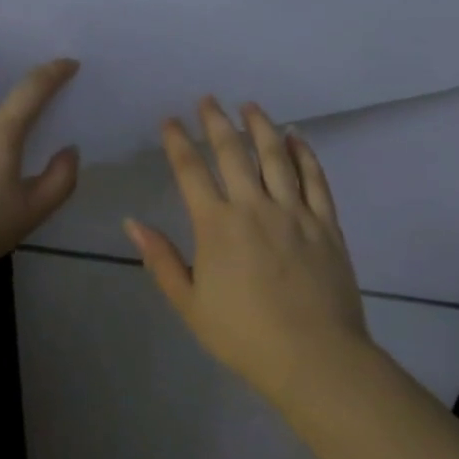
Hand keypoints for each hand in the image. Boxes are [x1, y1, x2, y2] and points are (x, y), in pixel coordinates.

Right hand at [126, 98, 369, 405]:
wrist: (314, 358)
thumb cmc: (244, 335)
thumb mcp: (190, 304)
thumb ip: (161, 259)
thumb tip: (132, 222)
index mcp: (216, 225)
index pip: (191, 170)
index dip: (177, 141)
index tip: (169, 121)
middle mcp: (253, 206)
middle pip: (232, 152)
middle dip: (216, 122)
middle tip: (208, 99)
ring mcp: (294, 212)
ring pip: (275, 156)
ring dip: (261, 126)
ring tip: (251, 106)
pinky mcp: (325, 223)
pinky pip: (315, 179)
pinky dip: (305, 154)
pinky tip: (297, 137)